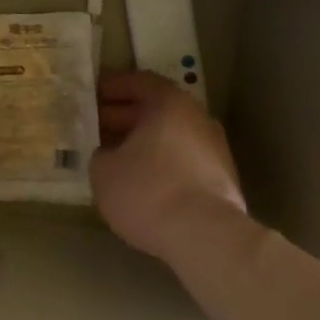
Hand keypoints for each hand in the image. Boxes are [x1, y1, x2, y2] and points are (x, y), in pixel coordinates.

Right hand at [91, 70, 249, 266]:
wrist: (207, 238)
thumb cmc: (148, 191)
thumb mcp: (104, 170)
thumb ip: (102, 154)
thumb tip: (109, 155)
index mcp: (169, 103)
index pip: (140, 81)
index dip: (115, 87)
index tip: (95, 96)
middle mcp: (197, 118)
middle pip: (158, 108)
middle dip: (127, 116)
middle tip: (100, 126)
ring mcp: (215, 149)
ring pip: (173, 136)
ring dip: (147, 141)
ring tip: (120, 157)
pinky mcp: (224, 180)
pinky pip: (186, 160)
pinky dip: (165, 163)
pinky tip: (146, 182)